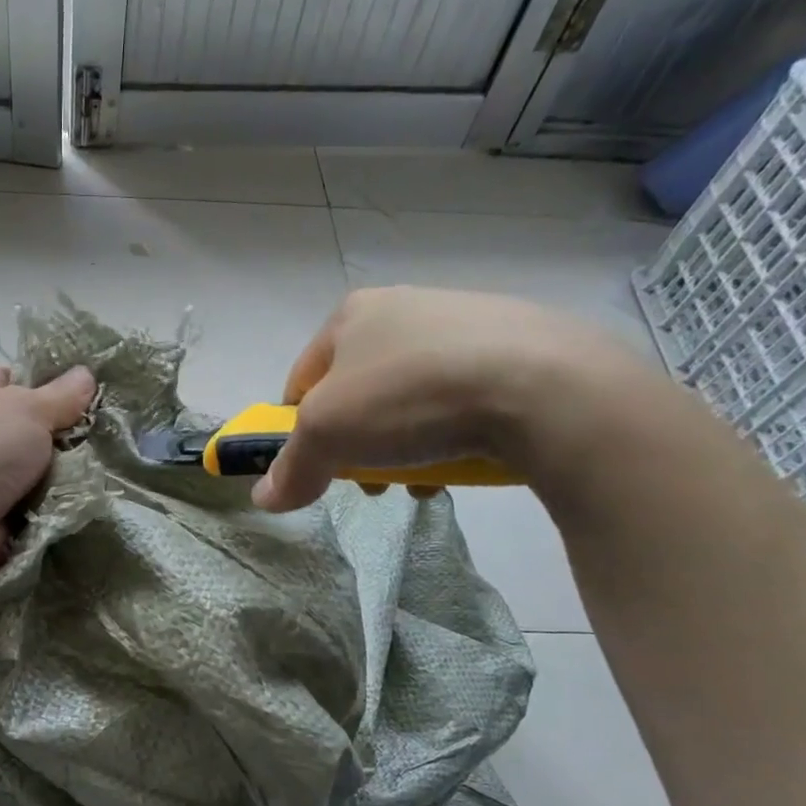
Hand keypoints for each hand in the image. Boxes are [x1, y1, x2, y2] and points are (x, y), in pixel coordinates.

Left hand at [0, 362, 96, 583]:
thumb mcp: (30, 408)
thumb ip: (63, 394)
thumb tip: (86, 375)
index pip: (20, 376)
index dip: (53, 386)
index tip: (88, 399)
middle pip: (36, 422)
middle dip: (65, 433)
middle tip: (99, 438)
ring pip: (41, 462)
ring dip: (65, 470)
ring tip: (97, 470)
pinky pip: (37, 495)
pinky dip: (55, 498)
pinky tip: (79, 497)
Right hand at [251, 287, 643, 512]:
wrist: (542, 385)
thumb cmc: (410, 396)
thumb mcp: (328, 436)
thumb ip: (290, 468)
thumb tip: (262, 498)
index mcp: (352, 315)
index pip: (301, 381)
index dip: (299, 430)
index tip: (317, 468)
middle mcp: (404, 307)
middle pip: (357, 392)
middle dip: (357, 443)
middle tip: (372, 480)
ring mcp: (464, 321)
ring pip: (409, 398)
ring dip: (404, 443)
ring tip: (423, 477)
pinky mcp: (517, 345)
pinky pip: (461, 397)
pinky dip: (453, 431)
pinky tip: (466, 458)